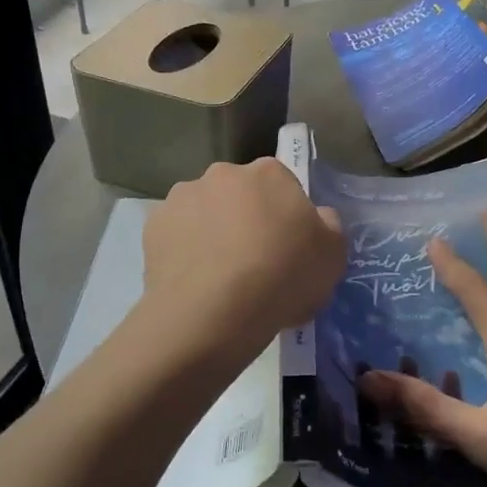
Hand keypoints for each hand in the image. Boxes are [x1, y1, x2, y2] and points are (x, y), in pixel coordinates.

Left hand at [142, 159, 344, 354]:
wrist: (212, 313)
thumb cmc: (282, 278)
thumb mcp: (333, 257)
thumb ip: (328, 227)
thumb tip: (317, 217)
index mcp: (269, 173)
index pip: (283, 185)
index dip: (287, 216)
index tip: (287, 247)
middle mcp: (222, 173)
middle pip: (240, 194)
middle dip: (245, 219)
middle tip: (254, 263)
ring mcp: (182, 197)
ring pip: (204, 213)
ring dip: (212, 232)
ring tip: (219, 278)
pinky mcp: (153, 227)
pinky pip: (176, 236)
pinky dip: (184, 252)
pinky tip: (194, 282)